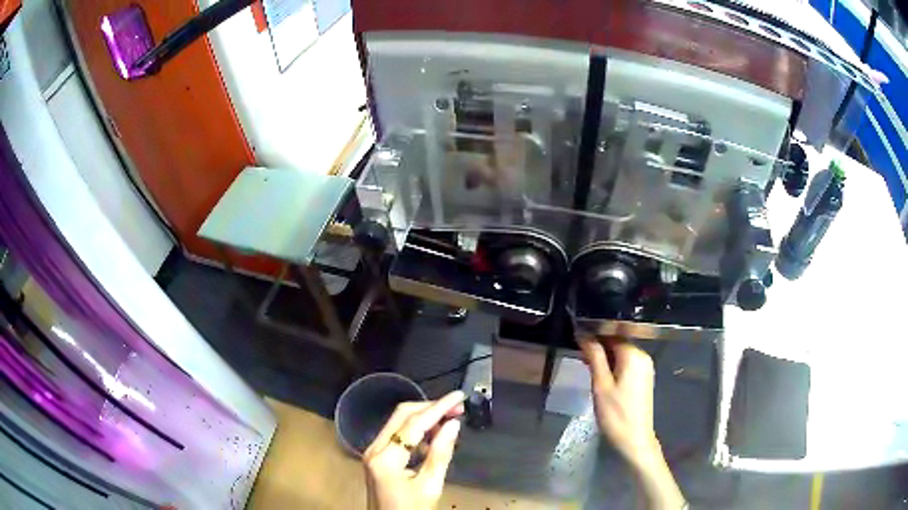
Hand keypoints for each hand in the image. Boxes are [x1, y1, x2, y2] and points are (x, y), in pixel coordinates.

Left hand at [363, 391, 464, 509]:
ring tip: (449, 421)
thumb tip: (454, 424)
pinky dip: (415, 431)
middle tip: (456, 408)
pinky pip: (396, 435)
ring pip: (398, 423)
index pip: (414, 424)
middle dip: (430, 408)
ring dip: (423, 418)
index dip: (438, 408)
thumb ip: (441, 454)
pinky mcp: (376, 457)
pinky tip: (432, 438)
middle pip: (401, 416)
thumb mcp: (430, 486)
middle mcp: (374, 449)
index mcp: (385, 458)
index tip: (458, 396)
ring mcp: (372, 452)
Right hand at [580, 337, 658, 465]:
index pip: (612, 334)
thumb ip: (594, 356)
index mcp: (634, 355)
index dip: (594, 335)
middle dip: (599, 347)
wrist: (634, 439)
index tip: (576, 341)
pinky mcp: (643, 379)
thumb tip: (583, 333)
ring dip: (605, 357)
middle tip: (579, 356)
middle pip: (618, 343)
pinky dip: (613, 366)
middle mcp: (643, 357)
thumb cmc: (615, 414)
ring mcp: (645, 368)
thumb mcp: (601, 385)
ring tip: (587, 366)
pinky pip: (626, 364)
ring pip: (621, 354)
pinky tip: (601, 376)